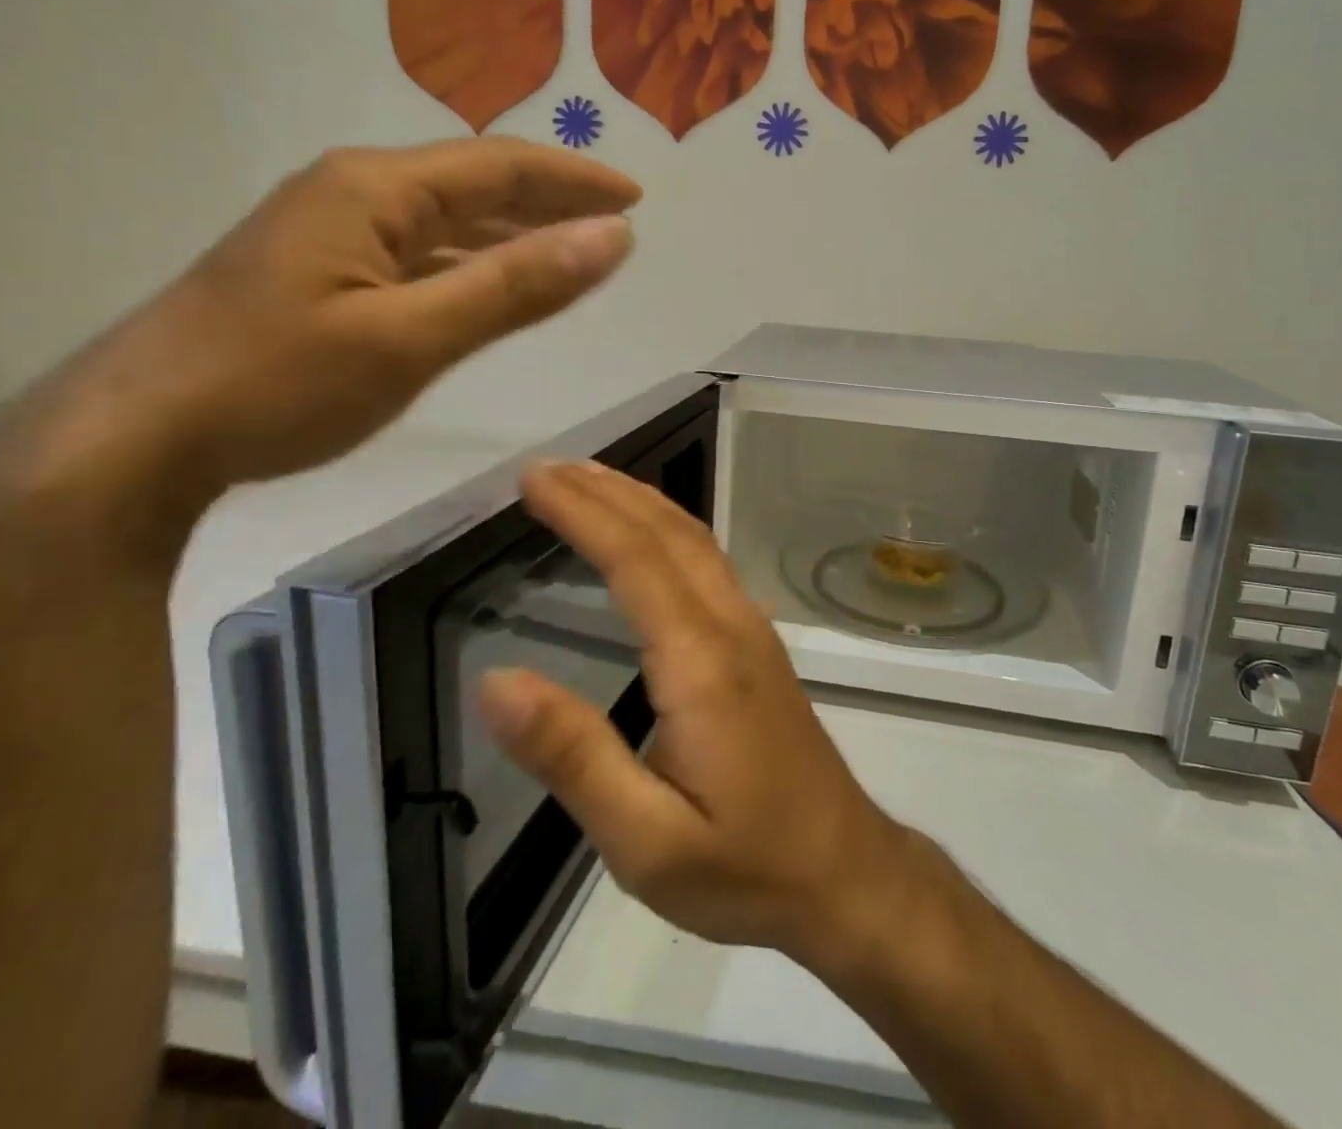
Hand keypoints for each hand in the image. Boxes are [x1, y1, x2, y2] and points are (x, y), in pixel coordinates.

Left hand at [0, 140, 637, 514]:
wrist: (137, 435)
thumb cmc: (279, 383)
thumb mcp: (412, 337)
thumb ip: (515, 287)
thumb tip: (612, 238)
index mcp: (374, 189)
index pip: (499, 167)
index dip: (573, 180)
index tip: (635, 197)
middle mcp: (352, 193)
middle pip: (472, 184)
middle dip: (549, 199)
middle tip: (614, 219)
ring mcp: (329, 233)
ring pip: (443, 221)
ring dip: (510, 232)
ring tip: (569, 248)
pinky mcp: (317, 274)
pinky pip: (416, 254)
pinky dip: (467, 264)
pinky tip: (488, 284)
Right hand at [477, 463, 910, 964]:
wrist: (846, 874)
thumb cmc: (744, 866)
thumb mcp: (645, 839)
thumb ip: (573, 757)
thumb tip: (496, 681)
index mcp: (700, 661)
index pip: (634, 558)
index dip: (581, 511)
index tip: (533, 479)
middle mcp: (731, 625)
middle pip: (666, 533)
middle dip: (604, 491)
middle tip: (546, 467)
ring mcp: (752, 629)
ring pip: (693, 539)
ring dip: (637, 501)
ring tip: (587, 479)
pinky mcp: (759, 644)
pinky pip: (706, 561)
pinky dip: (665, 528)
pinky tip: (647, 535)